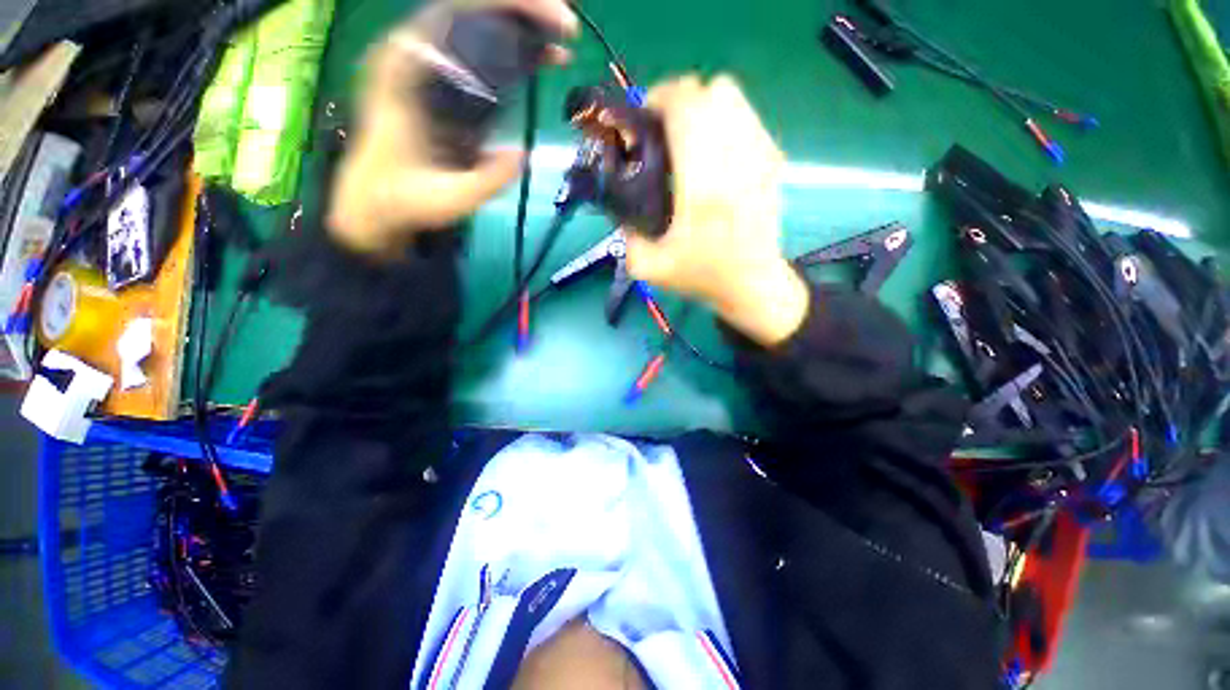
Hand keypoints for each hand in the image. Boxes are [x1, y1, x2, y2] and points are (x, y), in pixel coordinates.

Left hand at [326, 0, 576, 254]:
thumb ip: (485, 179)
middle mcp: (416, 53)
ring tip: (562, 45)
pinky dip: (514, 51)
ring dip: (523, 29)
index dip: (509, 6)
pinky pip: (481, 52)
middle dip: (524, 12)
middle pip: (473, 8)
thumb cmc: (404, 199)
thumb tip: (523, 155)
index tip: (551, 22)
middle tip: (567, 29)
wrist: (376, 202)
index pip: (458, 9)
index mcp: (406, 67)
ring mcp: (431, 65)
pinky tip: (542, 60)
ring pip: (479, 26)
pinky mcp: (445, 82)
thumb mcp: (448, 197)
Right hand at [623, 75, 808, 346]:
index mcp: (702, 186)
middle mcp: (736, 161)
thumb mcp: (648, 267)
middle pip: (712, 91)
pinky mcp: (773, 161)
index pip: (687, 107)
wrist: (752, 284)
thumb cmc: (702, 277)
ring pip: (733, 97)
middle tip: (664, 126)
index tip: (645, 118)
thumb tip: (620, 203)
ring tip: (689, 134)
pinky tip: (714, 149)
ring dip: (704, 105)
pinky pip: (747, 117)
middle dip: (681, 98)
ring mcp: (761, 157)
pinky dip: (725, 119)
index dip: (660, 98)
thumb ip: (626, 233)